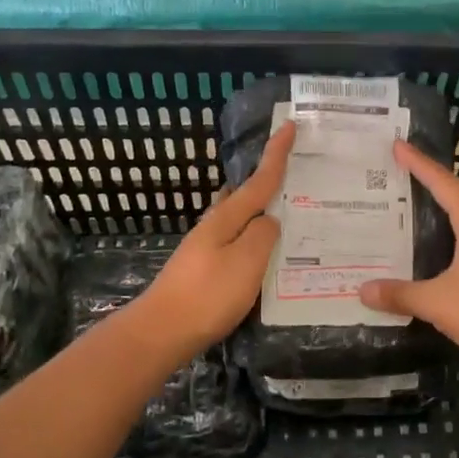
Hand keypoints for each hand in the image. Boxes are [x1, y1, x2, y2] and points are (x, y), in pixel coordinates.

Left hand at [132, 122, 295, 356]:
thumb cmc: (207, 295)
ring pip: (242, 220)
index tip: (288, 124)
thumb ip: (263, 236)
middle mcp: (215, 226)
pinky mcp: (205, 269)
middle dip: (269, 182)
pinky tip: (266, 253)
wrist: (160, 332)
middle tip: (298, 175)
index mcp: (227, 218)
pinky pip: (238, 243)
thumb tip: (269, 221)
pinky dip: (255, 238)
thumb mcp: (246, 262)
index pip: (259, 180)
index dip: (276, 153)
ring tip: (290, 214)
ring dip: (262, 212)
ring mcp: (206, 248)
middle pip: (246, 195)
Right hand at [359, 139, 458, 363]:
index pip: (441, 182)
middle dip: (430, 182)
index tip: (398, 145)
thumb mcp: (436, 301)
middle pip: (456, 195)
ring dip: (444, 210)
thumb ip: (400, 294)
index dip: (418, 163)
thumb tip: (362, 291)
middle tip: (402, 174)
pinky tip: (441, 250)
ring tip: (417, 207)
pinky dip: (453, 235)